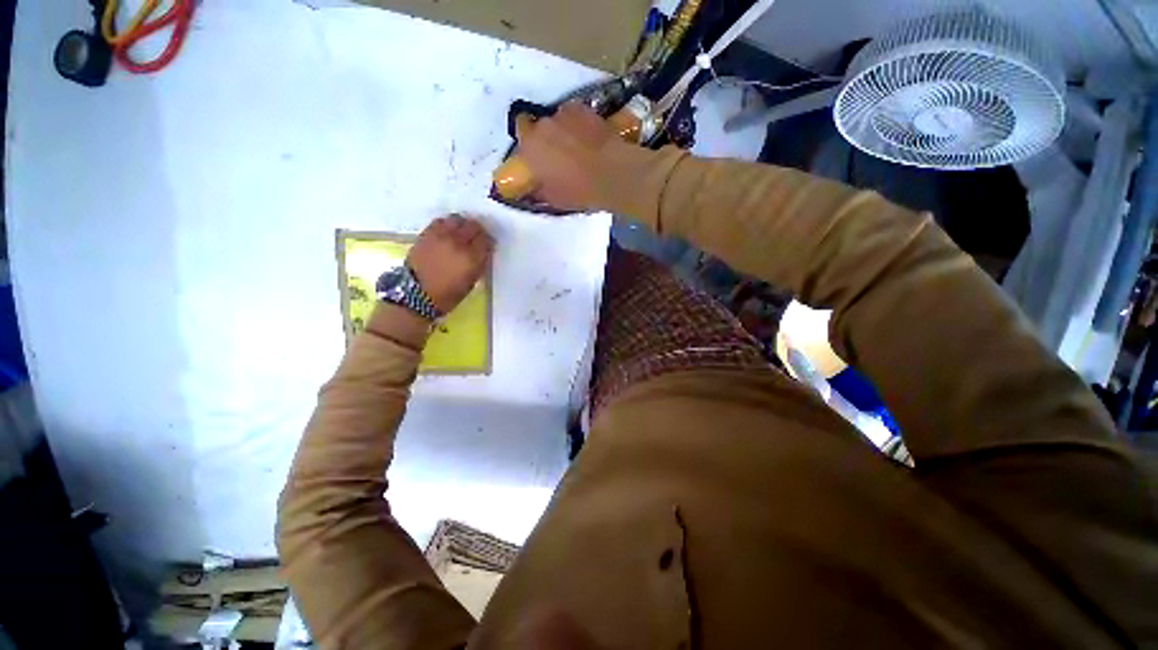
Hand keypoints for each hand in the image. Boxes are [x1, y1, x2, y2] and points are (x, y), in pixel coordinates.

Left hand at [407, 215, 493, 313]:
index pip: (486, 239)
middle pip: (473, 225)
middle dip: (477, 230)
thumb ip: (480, 263)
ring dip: (462, 224)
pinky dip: (447, 224)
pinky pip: (440, 221)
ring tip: (461, 232)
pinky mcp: (426, 234)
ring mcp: (441, 236)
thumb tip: (484, 252)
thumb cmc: (448, 294)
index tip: (487, 245)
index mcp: (472, 257)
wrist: (416, 294)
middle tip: (477, 237)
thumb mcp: (472, 281)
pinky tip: (447, 232)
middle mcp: (458, 242)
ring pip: (457, 219)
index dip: (488, 241)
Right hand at [517, 102, 624, 210]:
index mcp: (529, 149)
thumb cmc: (579, 191)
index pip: (520, 142)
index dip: (528, 150)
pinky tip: (587, 137)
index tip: (536, 160)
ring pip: (555, 121)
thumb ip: (539, 188)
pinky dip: (577, 124)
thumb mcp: (554, 199)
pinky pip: (573, 115)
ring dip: (561, 131)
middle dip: (544, 140)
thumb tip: (534, 185)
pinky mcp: (582, 108)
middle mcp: (541, 126)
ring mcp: (562, 114)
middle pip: (537, 128)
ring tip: (575, 146)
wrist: (612, 173)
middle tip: (557, 155)